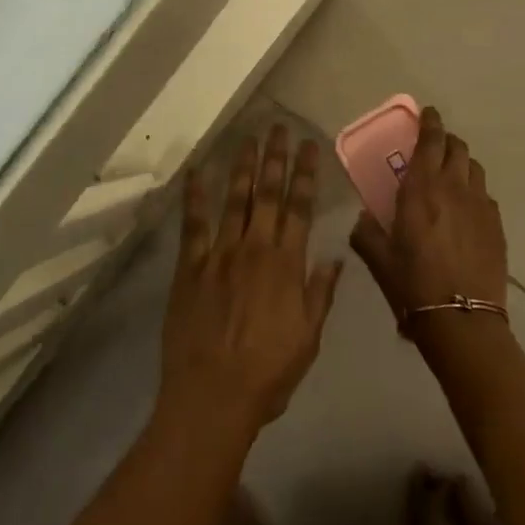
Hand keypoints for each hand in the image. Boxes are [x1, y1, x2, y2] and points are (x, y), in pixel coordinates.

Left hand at [158, 125, 342, 443]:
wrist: (212, 396)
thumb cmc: (268, 373)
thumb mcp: (308, 338)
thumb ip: (320, 294)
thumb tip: (334, 256)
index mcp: (287, 264)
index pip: (300, 207)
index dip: (306, 174)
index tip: (310, 146)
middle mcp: (255, 248)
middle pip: (268, 194)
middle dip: (275, 158)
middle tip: (279, 127)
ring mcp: (220, 254)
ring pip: (235, 200)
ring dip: (243, 167)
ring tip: (250, 138)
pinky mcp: (191, 266)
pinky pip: (194, 224)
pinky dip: (195, 197)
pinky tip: (197, 172)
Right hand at [349, 105, 506, 329]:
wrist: (462, 320)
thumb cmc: (412, 284)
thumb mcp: (378, 258)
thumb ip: (366, 232)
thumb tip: (362, 218)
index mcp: (421, 188)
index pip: (430, 141)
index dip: (430, 122)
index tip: (428, 113)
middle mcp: (453, 188)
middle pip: (457, 148)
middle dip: (446, 140)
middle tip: (435, 146)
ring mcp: (480, 206)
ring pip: (474, 168)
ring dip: (462, 164)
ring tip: (451, 175)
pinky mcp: (496, 226)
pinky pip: (485, 196)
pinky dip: (474, 192)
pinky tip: (466, 211)